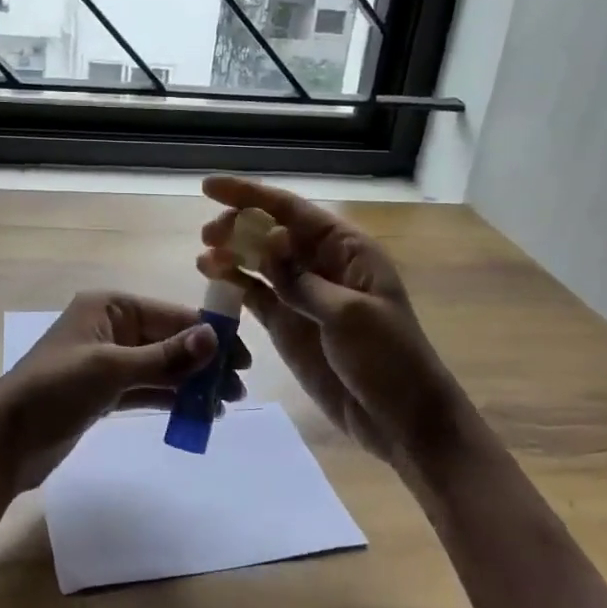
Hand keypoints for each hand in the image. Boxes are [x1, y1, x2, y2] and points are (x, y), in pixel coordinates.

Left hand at [0, 291, 249, 493]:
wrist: (4, 440)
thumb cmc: (55, 390)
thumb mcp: (112, 369)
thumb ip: (166, 356)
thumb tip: (214, 337)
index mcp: (109, 307)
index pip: (170, 314)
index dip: (209, 333)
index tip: (244, 357)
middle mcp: (111, 328)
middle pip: (169, 340)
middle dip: (204, 362)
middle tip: (238, 389)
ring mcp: (107, 361)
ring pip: (161, 367)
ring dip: (191, 383)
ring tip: (225, 404)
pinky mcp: (104, 393)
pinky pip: (146, 389)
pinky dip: (170, 398)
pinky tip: (197, 413)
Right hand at [197, 177, 462, 473]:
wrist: (402, 420)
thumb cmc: (389, 360)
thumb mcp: (349, 315)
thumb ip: (301, 279)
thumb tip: (267, 239)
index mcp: (346, 250)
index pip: (292, 211)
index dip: (250, 195)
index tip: (209, 187)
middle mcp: (321, 264)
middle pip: (271, 232)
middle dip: (238, 226)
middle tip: (208, 235)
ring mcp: (302, 295)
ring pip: (259, 262)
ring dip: (231, 254)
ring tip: (204, 257)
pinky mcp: (288, 325)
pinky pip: (256, 295)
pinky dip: (234, 285)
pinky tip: (212, 278)